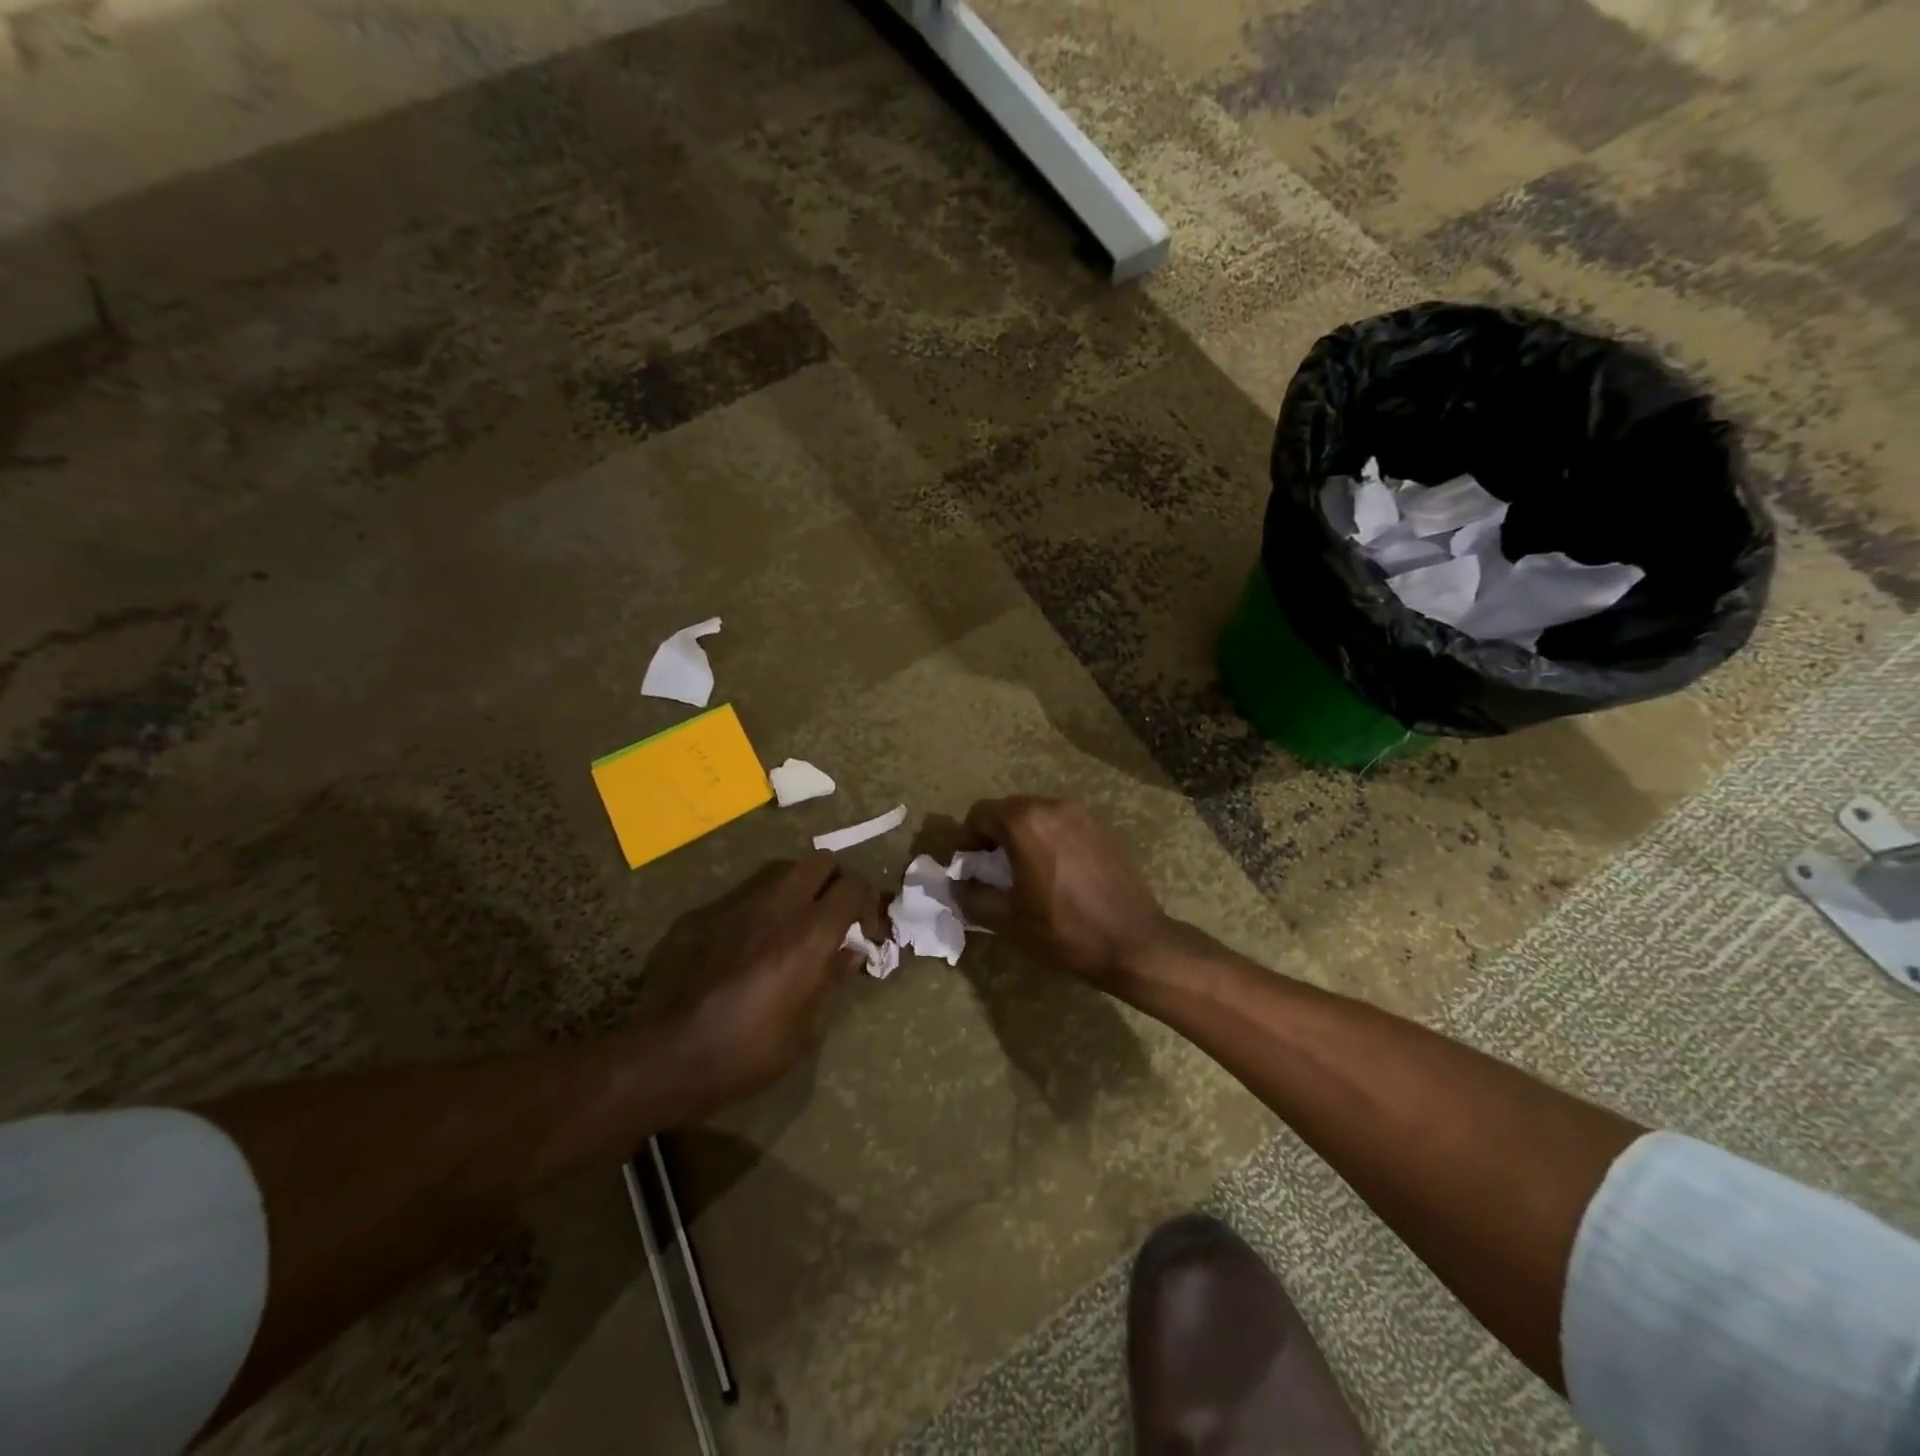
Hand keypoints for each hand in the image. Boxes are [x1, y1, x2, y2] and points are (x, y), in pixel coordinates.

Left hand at [663, 853, 881, 1112]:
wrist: (676, 1052)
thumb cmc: (750, 1049)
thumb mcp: (808, 1028)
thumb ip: (834, 979)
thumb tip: (851, 952)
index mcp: (810, 933)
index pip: (853, 887)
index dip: (869, 906)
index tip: (869, 936)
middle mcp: (782, 906)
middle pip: (823, 862)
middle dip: (840, 883)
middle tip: (842, 919)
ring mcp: (748, 905)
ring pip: (791, 870)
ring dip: (809, 888)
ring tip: (809, 926)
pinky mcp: (722, 915)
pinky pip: (763, 891)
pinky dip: (781, 901)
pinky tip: (775, 938)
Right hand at [949, 796, 1170, 990]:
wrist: (1132, 942)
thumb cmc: (1064, 930)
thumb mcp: (1008, 921)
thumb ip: (973, 898)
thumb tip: (957, 887)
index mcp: (1025, 822)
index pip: (980, 814)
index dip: (967, 839)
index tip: (967, 866)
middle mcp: (1052, 806)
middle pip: (1008, 809)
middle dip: (994, 835)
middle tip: (991, 869)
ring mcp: (1082, 814)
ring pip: (1037, 815)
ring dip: (1022, 835)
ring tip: (1024, 870)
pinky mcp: (1102, 828)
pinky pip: (1062, 824)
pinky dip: (1049, 838)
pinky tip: (1055, 871)